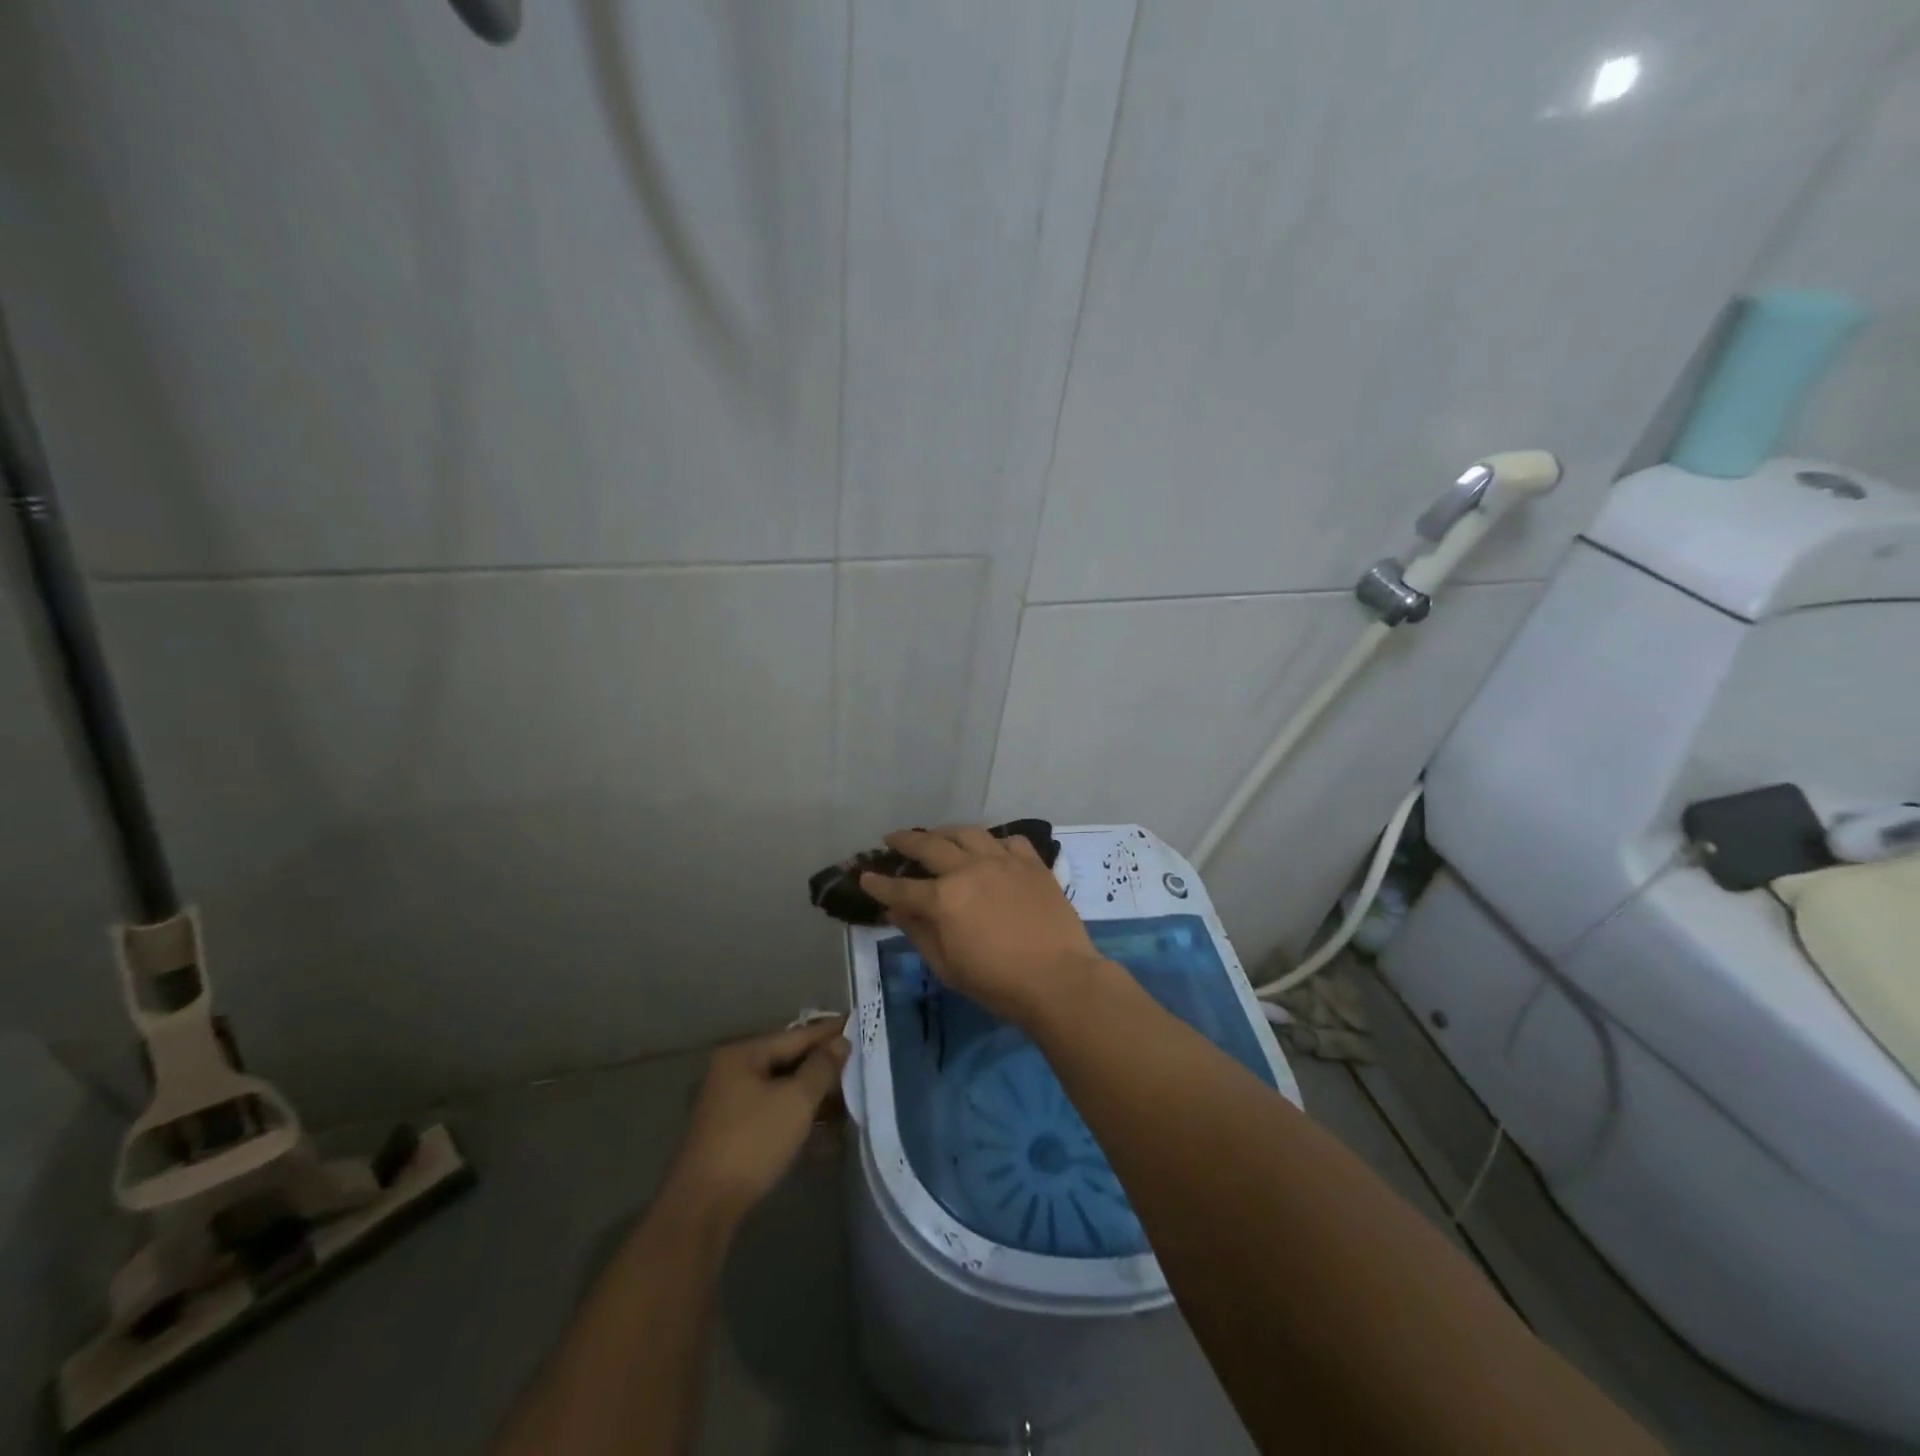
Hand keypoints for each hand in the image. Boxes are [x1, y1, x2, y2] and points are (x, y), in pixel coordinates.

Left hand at [665, 1017, 848, 1227]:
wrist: (704, 1206)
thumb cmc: (753, 1142)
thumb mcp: (796, 1101)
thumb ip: (822, 1067)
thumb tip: (840, 1042)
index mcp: (744, 1054)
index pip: (797, 1035)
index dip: (829, 1032)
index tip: (858, 1023)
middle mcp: (734, 1071)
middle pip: (789, 1060)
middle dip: (824, 1067)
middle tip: (859, 1064)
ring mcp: (731, 1102)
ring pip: (783, 1088)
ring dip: (814, 1094)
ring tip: (849, 1099)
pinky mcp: (734, 1130)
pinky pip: (774, 1110)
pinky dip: (798, 1114)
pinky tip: (826, 1128)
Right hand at [860, 826, 1104, 1025]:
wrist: (1058, 979)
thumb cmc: (997, 983)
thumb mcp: (947, 966)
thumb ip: (919, 932)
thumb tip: (896, 910)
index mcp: (943, 899)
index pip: (900, 888)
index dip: (878, 884)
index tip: (865, 877)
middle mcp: (968, 869)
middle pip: (929, 845)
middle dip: (905, 841)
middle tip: (893, 839)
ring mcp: (1002, 860)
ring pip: (967, 832)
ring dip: (946, 832)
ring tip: (938, 835)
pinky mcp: (1031, 862)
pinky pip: (1009, 840)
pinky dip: (994, 842)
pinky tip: (990, 849)